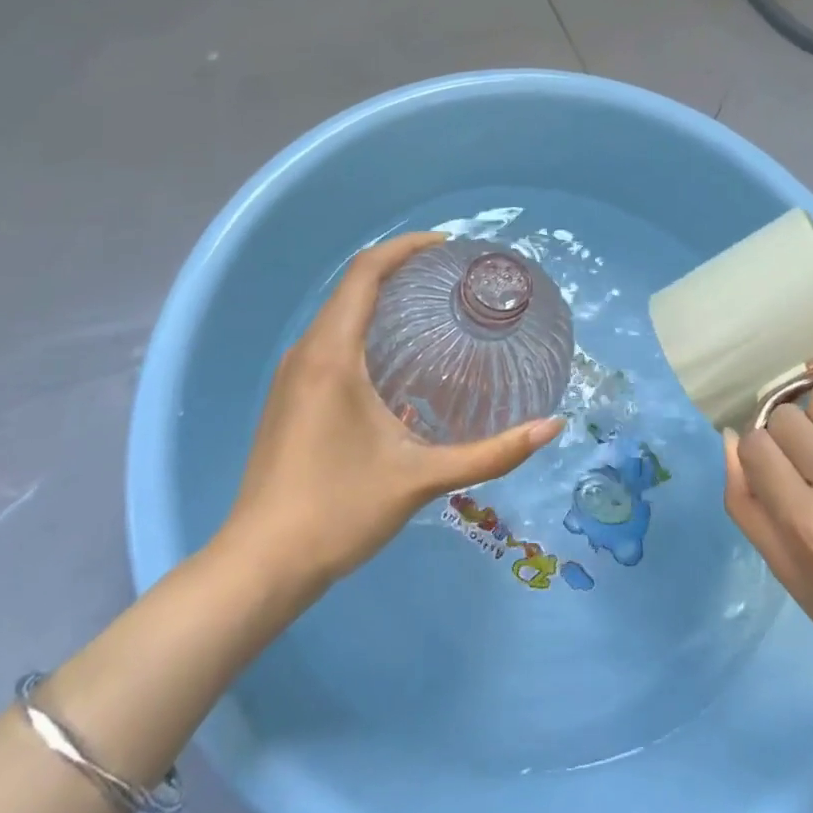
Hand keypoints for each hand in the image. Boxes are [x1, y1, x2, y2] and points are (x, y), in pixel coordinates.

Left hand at [223, 232, 563, 587]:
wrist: (260, 565)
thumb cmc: (339, 511)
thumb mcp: (422, 479)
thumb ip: (492, 453)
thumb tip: (552, 427)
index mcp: (331, 354)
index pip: (366, 272)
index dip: (406, 247)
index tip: (448, 246)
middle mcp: (305, 352)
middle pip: (352, 287)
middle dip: (400, 270)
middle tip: (452, 278)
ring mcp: (290, 376)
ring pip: (338, 315)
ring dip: (381, 301)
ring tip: (432, 310)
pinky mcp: (286, 398)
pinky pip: (328, 341)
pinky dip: (364, 329)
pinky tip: (396, 360)